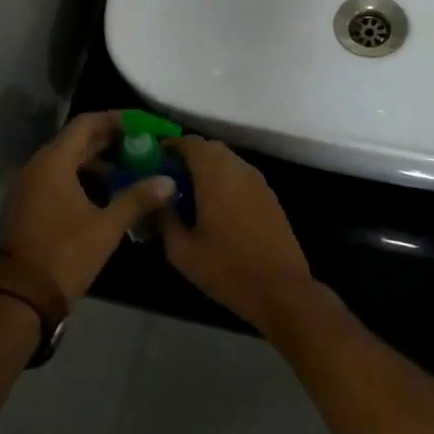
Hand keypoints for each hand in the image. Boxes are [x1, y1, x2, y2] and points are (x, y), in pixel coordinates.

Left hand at [0, 112, 175, 305]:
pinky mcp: (29, 203)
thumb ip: (138, 199)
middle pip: (77, 140)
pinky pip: (59, 178)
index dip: (117, 120)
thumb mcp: (107, 226)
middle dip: (111, 140)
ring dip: (98, 161)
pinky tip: (108, 192)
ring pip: (68, 160)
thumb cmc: (66, 253)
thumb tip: (169, 181)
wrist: (23, 294)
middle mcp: (38, 165)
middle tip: (145, 145)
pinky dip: (83, 177)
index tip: (144, 125)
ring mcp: (30, 185)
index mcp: (54, 162)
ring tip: (132, 168)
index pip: (87, 123)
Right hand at [155, 136, 318, 329]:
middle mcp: (239, 170)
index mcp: (215, 175)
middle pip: (210, 149)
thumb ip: (163, 218)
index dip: (169, 147)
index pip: (190, 143)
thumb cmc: (226, 269)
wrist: (280, 290)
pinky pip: (241, 177)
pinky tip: (215, 209)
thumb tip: (153, 199)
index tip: (153, 162)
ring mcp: (259, 183)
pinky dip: (225, 182)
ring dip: (208, 170)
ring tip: (190, 196)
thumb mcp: (181, 250)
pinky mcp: (270, 198)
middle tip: (169, 181)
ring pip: (228, 162)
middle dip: (188, 159)